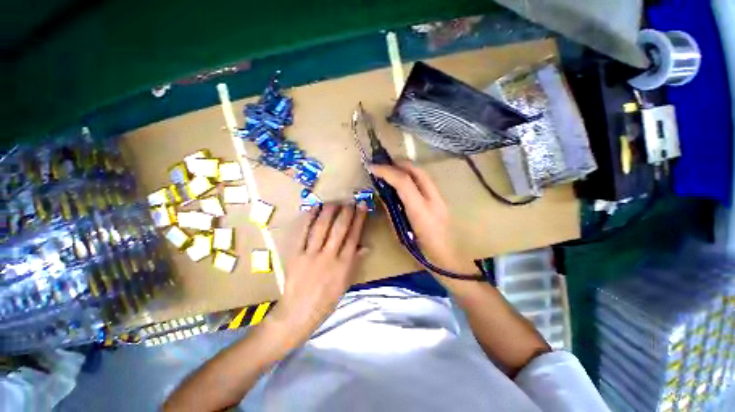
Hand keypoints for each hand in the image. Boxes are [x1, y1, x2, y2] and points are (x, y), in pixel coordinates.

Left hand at [269, 203, 366, 347]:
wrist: (298, 313)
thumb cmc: (326, 300)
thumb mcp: (345, 283)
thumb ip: (355, 262)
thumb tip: (366, 246)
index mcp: (343, 265)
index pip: (354, 236)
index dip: (359, 219)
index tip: (362, 207)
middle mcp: (329, 256)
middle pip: (339, 229)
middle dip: (346, 212)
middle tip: (349, 201)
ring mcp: (311, 254)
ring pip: (321, 228)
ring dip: (329, 212)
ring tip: (334, 202)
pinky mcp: (296, 255)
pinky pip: (303, 234)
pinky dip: (308, 219)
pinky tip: (313, 209)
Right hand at [369, 161, 473, 273]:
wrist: (448, 259)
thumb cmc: (421, 252)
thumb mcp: (399, 233)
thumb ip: (391, 211)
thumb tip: (383, 193)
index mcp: (421, 211)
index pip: (403, 182)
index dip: (386, 171)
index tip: (372, 167)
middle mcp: (433, 200)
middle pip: (416, 170)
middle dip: (398, 163)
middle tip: (382, 164)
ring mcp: (440, 198)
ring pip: (422, 173)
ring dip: (405, 168)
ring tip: (390, 169)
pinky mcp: (441, 199)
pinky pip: (425, 180)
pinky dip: (412, 175)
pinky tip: (403, 180)